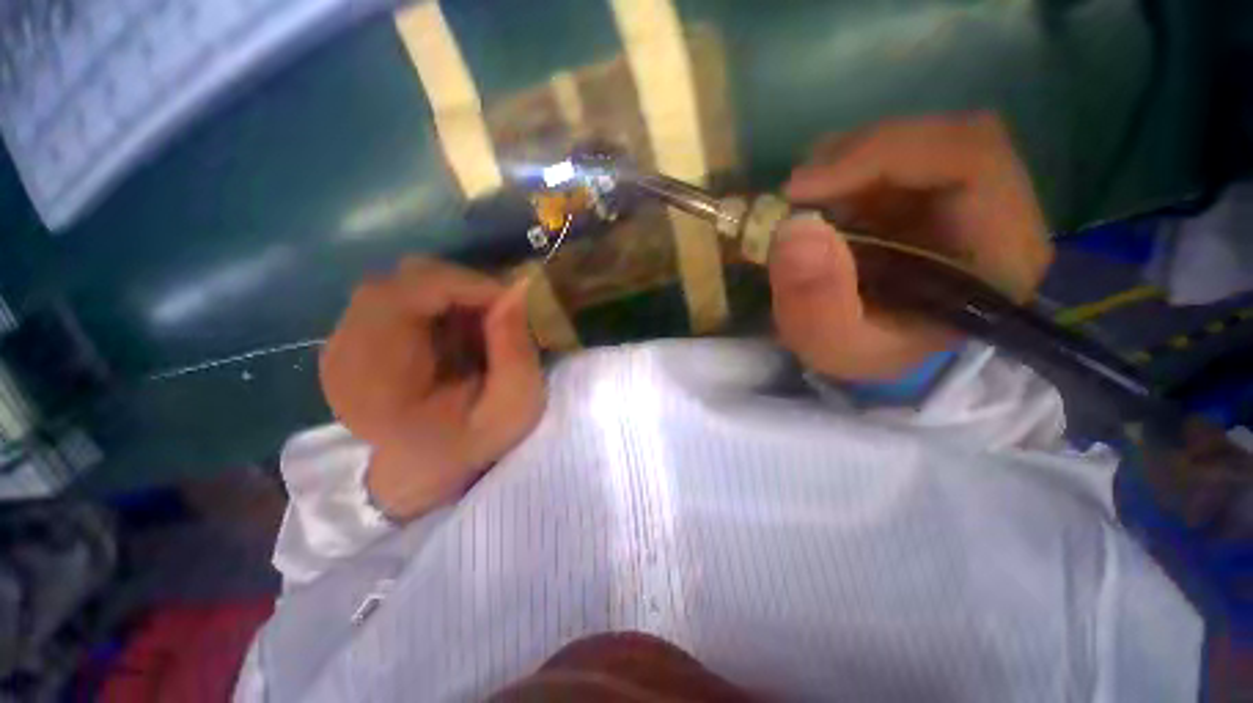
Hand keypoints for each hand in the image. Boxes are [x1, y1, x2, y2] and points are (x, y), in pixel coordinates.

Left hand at [320, 258, 543, 520]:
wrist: (424, 469)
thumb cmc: (471, 444)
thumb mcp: (513, 407)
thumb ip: (516, 351)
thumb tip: (515, 290)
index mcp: (374, 381)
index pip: (403, 295)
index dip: (462, 284)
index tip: (509, 300)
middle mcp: (344, 353)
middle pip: (399, 281)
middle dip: (461, 288)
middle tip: (500, 312)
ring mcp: (341, 343)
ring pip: (399, 284)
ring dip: (450, 295)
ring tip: (480, 327)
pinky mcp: (352, 338)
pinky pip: (397, 296)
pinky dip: (436, 303)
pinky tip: (457, 333)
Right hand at [768, 112, 1053, 380]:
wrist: (874, 353)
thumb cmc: (866, 354)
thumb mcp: (833, 346)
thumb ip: (816, 303)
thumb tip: (795, 229)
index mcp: (1001, 253)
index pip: (971, 159)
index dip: (883, 155)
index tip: (804, 190)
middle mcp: (998, 211)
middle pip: (943, 138)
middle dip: (857, 157)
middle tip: (797, 194)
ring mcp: (964, 196)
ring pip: (915, 141)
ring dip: (846, 163)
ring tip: (805, 204)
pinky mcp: (931, 192)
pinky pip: (892, 155)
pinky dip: (845, 169)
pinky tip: (820, 202)